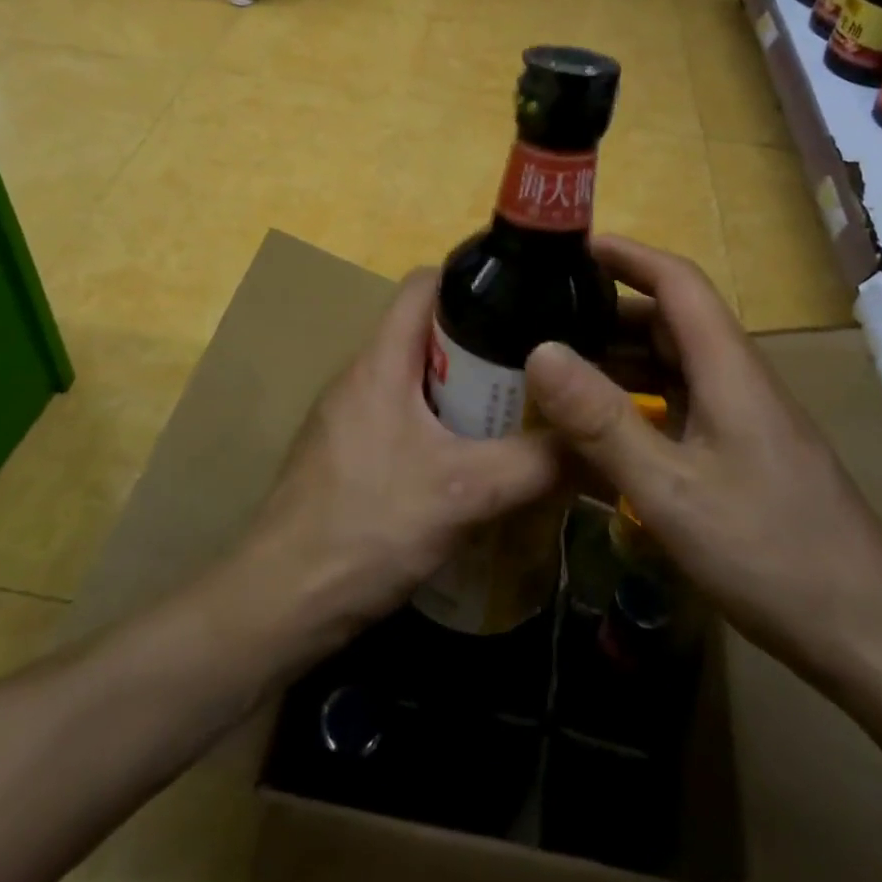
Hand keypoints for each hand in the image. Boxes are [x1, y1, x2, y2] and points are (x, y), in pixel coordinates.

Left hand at [239, 268, 558, 643]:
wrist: (280, 601)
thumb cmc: (367, 526)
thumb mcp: (464, 491)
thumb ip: (536, 465)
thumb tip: (600, 449)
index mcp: (380, 360)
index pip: (424, 284)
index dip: (473, 279)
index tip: (524, 299)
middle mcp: (360, 376)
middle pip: (427, 333)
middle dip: (483, 346)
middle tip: (537, 370)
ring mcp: (349, 416)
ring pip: (417, 380)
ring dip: (464, 392)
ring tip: (517, 415)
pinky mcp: (348, 454)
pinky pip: (404, 419)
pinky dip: (441, 427)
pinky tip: (473, 464)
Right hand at [524, 236, 881, 698]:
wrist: (872, 639)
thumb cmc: (771, 555)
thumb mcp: (670, 490)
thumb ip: (602, 422)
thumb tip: (539, 352)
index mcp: (729, 369)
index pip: (679, 282)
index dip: (628, 255)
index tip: (573, 246)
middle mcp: (739, 381)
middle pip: (672, 322)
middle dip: (609, 311)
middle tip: (544, 318)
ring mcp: (745, 421)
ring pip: (675, 367)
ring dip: (620, 360)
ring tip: (560, 371)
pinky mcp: (745, 456)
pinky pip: (682, 408)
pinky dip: (639, 404)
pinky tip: (605, 433)